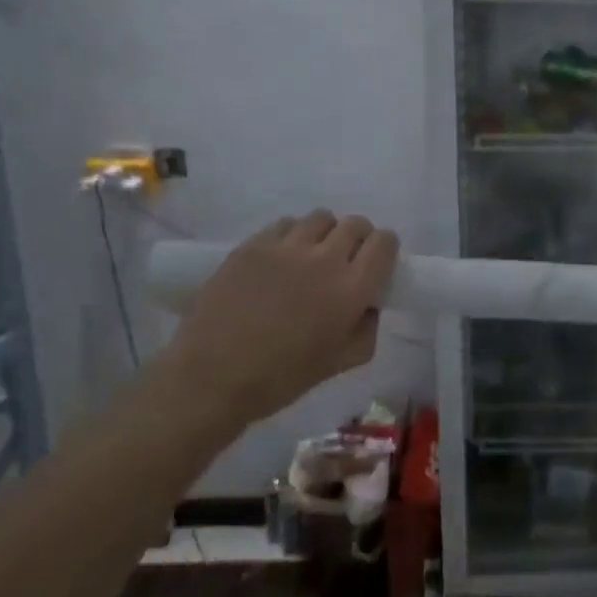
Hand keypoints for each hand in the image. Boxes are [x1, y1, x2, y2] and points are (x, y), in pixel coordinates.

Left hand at [166, 210, 398, 430]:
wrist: (211, 378)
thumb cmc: (280, 378)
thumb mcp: (340, 364)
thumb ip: (367, 329)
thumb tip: (368, 305)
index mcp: (352, 289)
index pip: (384, 243)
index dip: (385, 248)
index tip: (376, 262)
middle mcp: (325, 259)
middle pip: (355, 224)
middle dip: (358, 238)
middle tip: (345, 259)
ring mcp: (286, 248)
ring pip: (320, 218)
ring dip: (325, 233)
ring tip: (311, 254)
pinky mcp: (254, 245)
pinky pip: (285, 224)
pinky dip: (292, 235)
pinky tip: (281, 258)